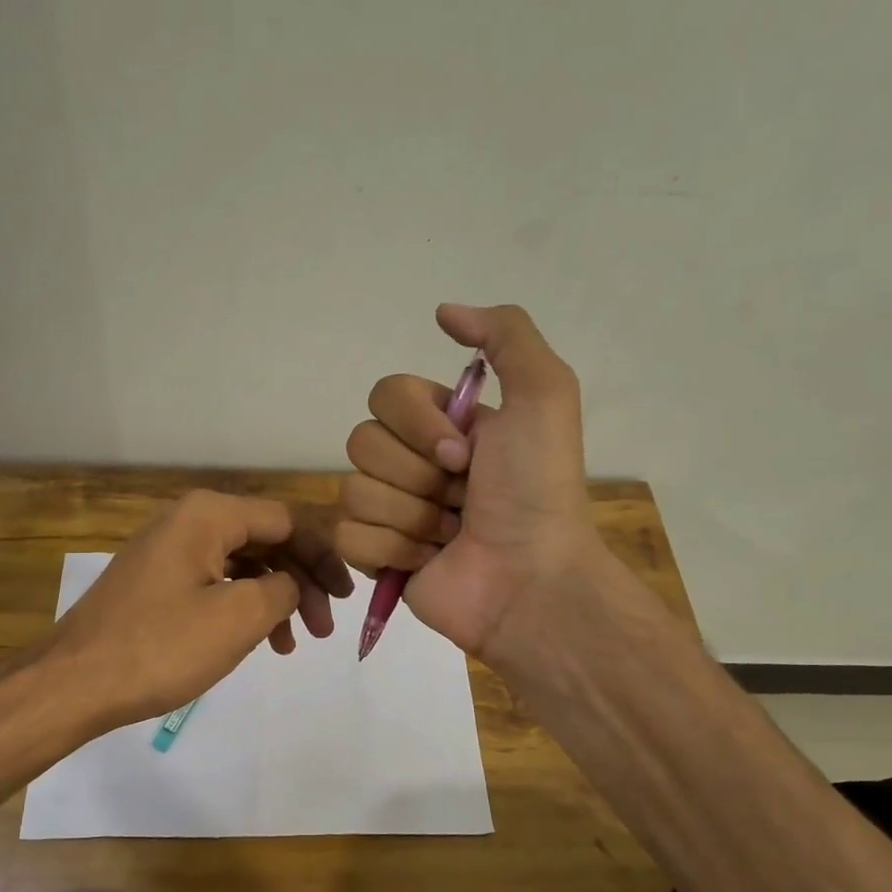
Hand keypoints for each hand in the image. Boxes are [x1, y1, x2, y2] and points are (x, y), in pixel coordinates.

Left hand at [42, 489, 352, 735]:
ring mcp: (168, 552)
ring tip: (293, 644)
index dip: (324, 555)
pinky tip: (258, 641)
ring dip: (275, 599)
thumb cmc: (160, 647)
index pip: (288, 520)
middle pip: (266, 540)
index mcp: (209, 515)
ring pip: (242, 565)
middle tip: (324, 628)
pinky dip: (243, 608)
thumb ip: (284, 588)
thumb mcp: (238, 617)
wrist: (73, 683)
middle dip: (301, 581)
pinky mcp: (157, 582)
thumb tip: (292, 583)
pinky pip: (215, 583)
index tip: (347, 597)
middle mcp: (188, 521)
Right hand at [336, 303, 600, 665]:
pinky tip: (428, 561)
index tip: (464, 454)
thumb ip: (505, 335)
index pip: (385, 395)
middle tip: (462, 497)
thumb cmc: (537, 490)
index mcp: (443, 425)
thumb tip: (443, 311)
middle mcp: (413, 463)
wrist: (530, 580)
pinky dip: (392, 550)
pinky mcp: (376, 558)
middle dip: (417, 474)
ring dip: (411, 516)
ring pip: (354, 491)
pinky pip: (348, 537)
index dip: (418, 424)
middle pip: (361, 442)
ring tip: (451, 534)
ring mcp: (391, 512)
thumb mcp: (544, 395)